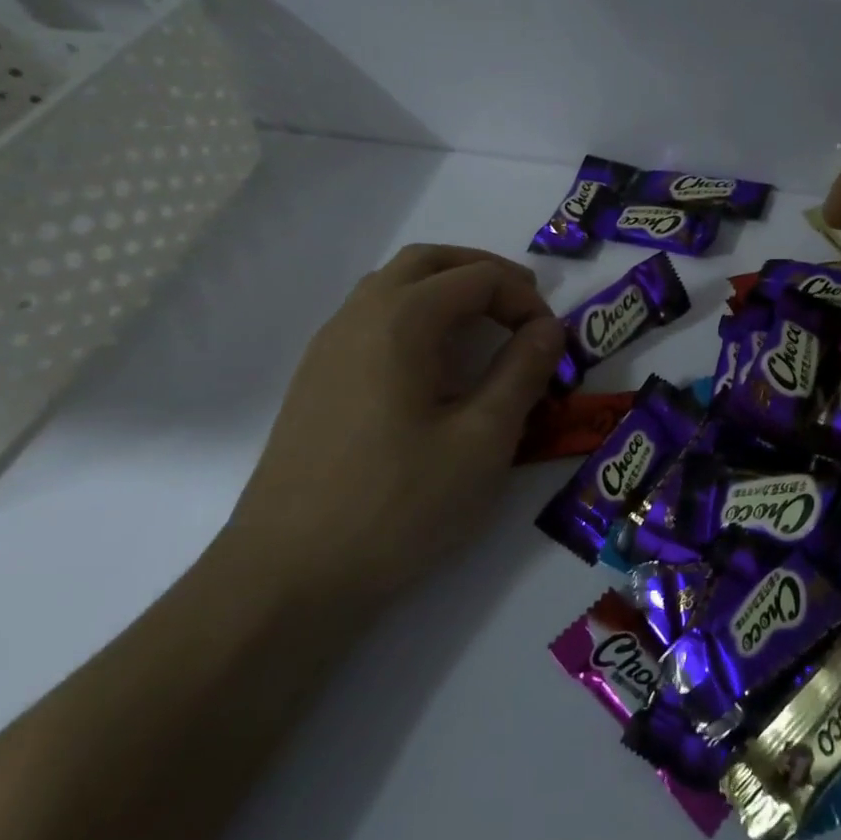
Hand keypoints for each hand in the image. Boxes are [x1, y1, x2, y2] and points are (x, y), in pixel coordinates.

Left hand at [223, 245, 565, 605]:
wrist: (288, 576)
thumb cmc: (399, 503)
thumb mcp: (484, 439)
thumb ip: (523, 372)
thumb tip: (548, 328)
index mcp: (401, 320)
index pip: (478, 278)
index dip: (525, 300)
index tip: (552, 344)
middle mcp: (358, 316)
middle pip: (427, 263)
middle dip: (483, 273)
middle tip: (525, 305)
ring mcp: (327, 348)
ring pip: (392, 287)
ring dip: (446, 291)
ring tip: (486, 328)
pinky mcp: (316, 381)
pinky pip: (371, 320)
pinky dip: (416, 317)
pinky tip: (434, 367)